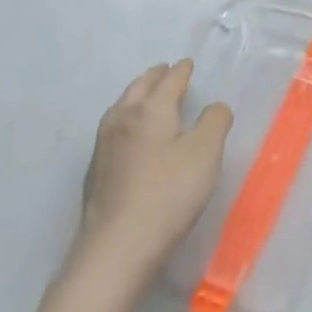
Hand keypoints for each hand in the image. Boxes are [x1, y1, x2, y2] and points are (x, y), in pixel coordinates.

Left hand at [74, 60, 231, 279]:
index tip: (188, 63)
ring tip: (147, 97)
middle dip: (154, 77)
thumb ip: (215, 121)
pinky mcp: (96, 173)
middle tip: (165, 71)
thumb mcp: (206, 152)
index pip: (169, 81)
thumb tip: (214, 107)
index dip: (181, 71)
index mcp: (151, 110)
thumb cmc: (169, 193)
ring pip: (121, 108)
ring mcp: (104, 147)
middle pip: (138, 89)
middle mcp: (123, 120)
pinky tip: (131, 136)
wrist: (117, 248)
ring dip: (136, 95)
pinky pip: (113, 130)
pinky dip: (126, 119)